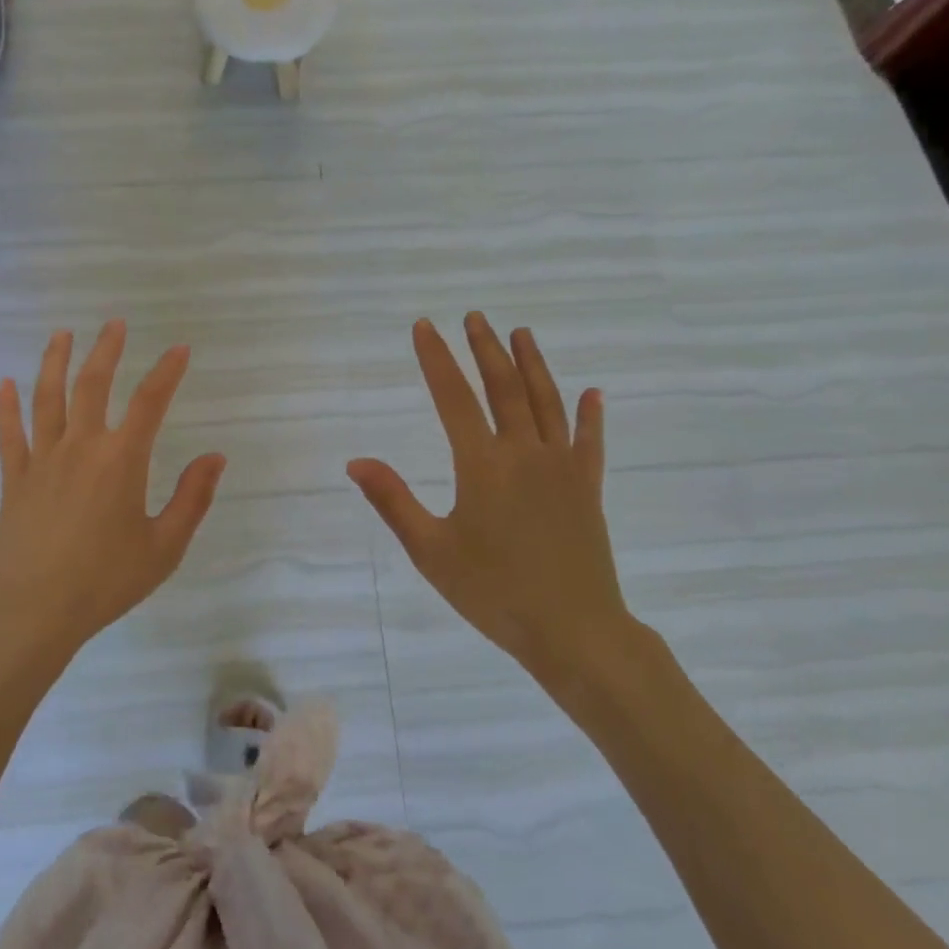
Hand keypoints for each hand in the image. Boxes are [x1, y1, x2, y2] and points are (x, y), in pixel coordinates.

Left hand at [0, 321, 225, 673]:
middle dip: (106, 350)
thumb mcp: (165, 547)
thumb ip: (192, 498)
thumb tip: (216, 457)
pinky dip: (6, 407)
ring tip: (61, 334)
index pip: (150, 403)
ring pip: (47, 399)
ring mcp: (42, 461)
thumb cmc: (106, 582)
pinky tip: (4, 384)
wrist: (33, 613)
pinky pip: (9, 435)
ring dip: (55, 362)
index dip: (167, 372)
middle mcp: (81, 448)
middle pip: (93, 385)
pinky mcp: (14, 480)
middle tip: (114, 324)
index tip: (180, 349)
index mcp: (121, 461)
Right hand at [347, 314, 634, 698]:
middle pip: (504, 388)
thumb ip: (393, 501)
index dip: (436, 359)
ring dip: (533, 364)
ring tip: (521, 333)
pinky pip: (590, 442)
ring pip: (547, 403)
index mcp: (482, 465)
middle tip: (475, 317)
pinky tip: (593, 393)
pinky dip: (591, 415)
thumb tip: (355, 462)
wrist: (574, 631)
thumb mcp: (430, 551)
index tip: (425, 326)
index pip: (453, 398)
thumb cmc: (494, 592)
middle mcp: (524, 454)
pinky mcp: (588, 489)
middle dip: (486, 349)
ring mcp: (562, 468)